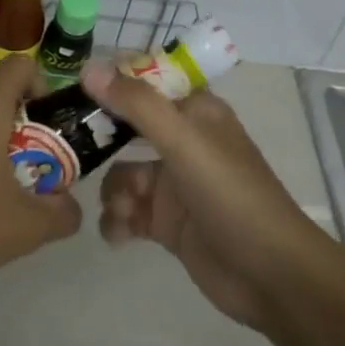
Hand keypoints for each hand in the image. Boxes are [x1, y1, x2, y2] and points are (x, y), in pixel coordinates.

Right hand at [83, 61, 341, 333]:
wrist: (273, 277)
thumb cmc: (231, 195)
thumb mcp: (184, 142)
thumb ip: (136, 104)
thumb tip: (87, 68)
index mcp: (194, 111)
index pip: (145, 82)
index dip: (112, 85)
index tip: (75, 94)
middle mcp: (183, 141)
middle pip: (127, 129)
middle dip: (101, 143)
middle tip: (71, 151)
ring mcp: (175, 184)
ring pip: (123, 174)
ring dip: (113, 192)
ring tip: (121, 211)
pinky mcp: (168, 223)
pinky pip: (128, 213)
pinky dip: (119, 222)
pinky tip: (120, 235)